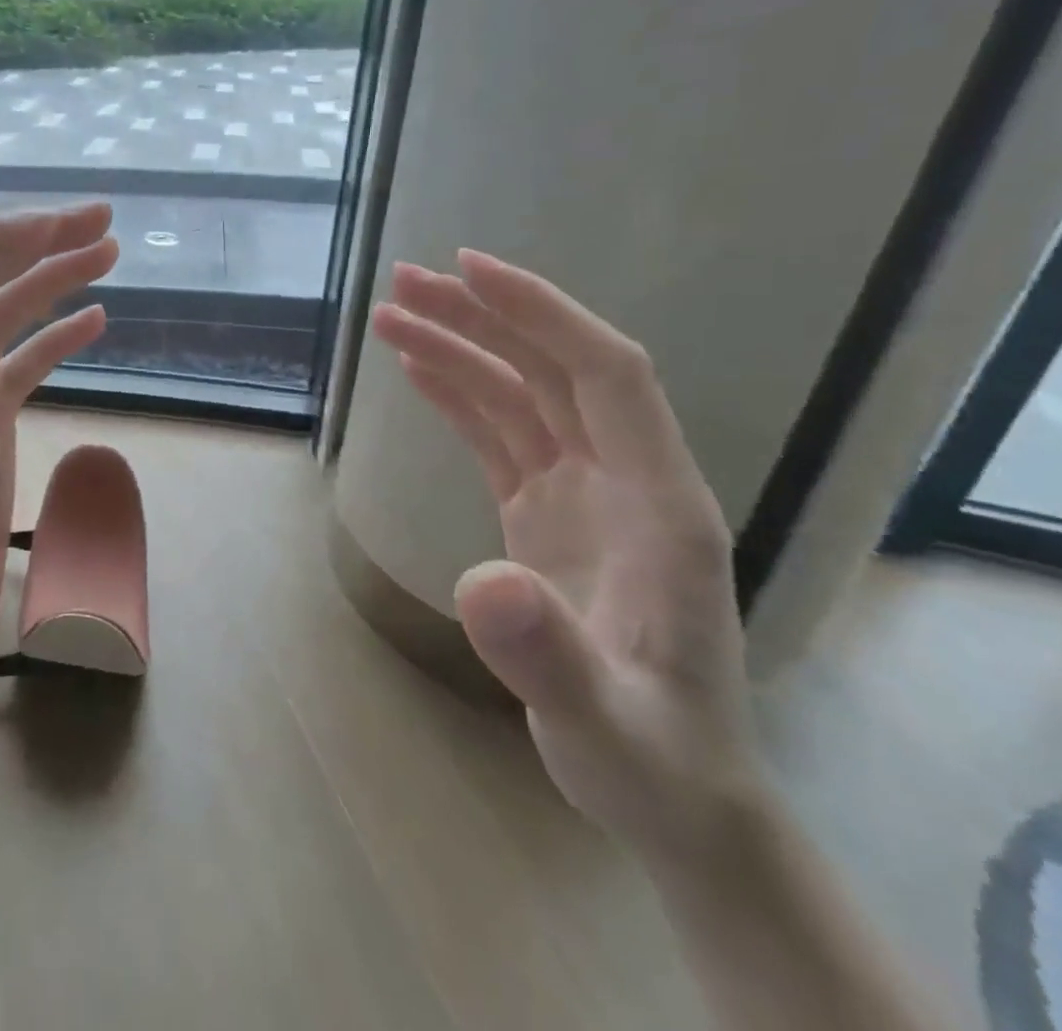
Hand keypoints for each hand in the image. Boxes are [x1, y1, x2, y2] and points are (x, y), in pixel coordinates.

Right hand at [372, 251, 765, 862]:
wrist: (671, 791)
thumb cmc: (652, 759)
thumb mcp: (603, 723)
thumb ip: (549, 655)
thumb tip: (482, 582)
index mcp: (660, 504)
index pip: (604, 374)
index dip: (540, 313)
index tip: (469, 269)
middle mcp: (624, 480)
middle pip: (551, 369)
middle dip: (481, 317)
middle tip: (404, 283)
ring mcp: (584, 494)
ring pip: (520, 394)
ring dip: (460, 348)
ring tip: (391, 315)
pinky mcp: (547, 512)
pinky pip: (501, 434)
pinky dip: (458, 395)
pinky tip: (419, 369)